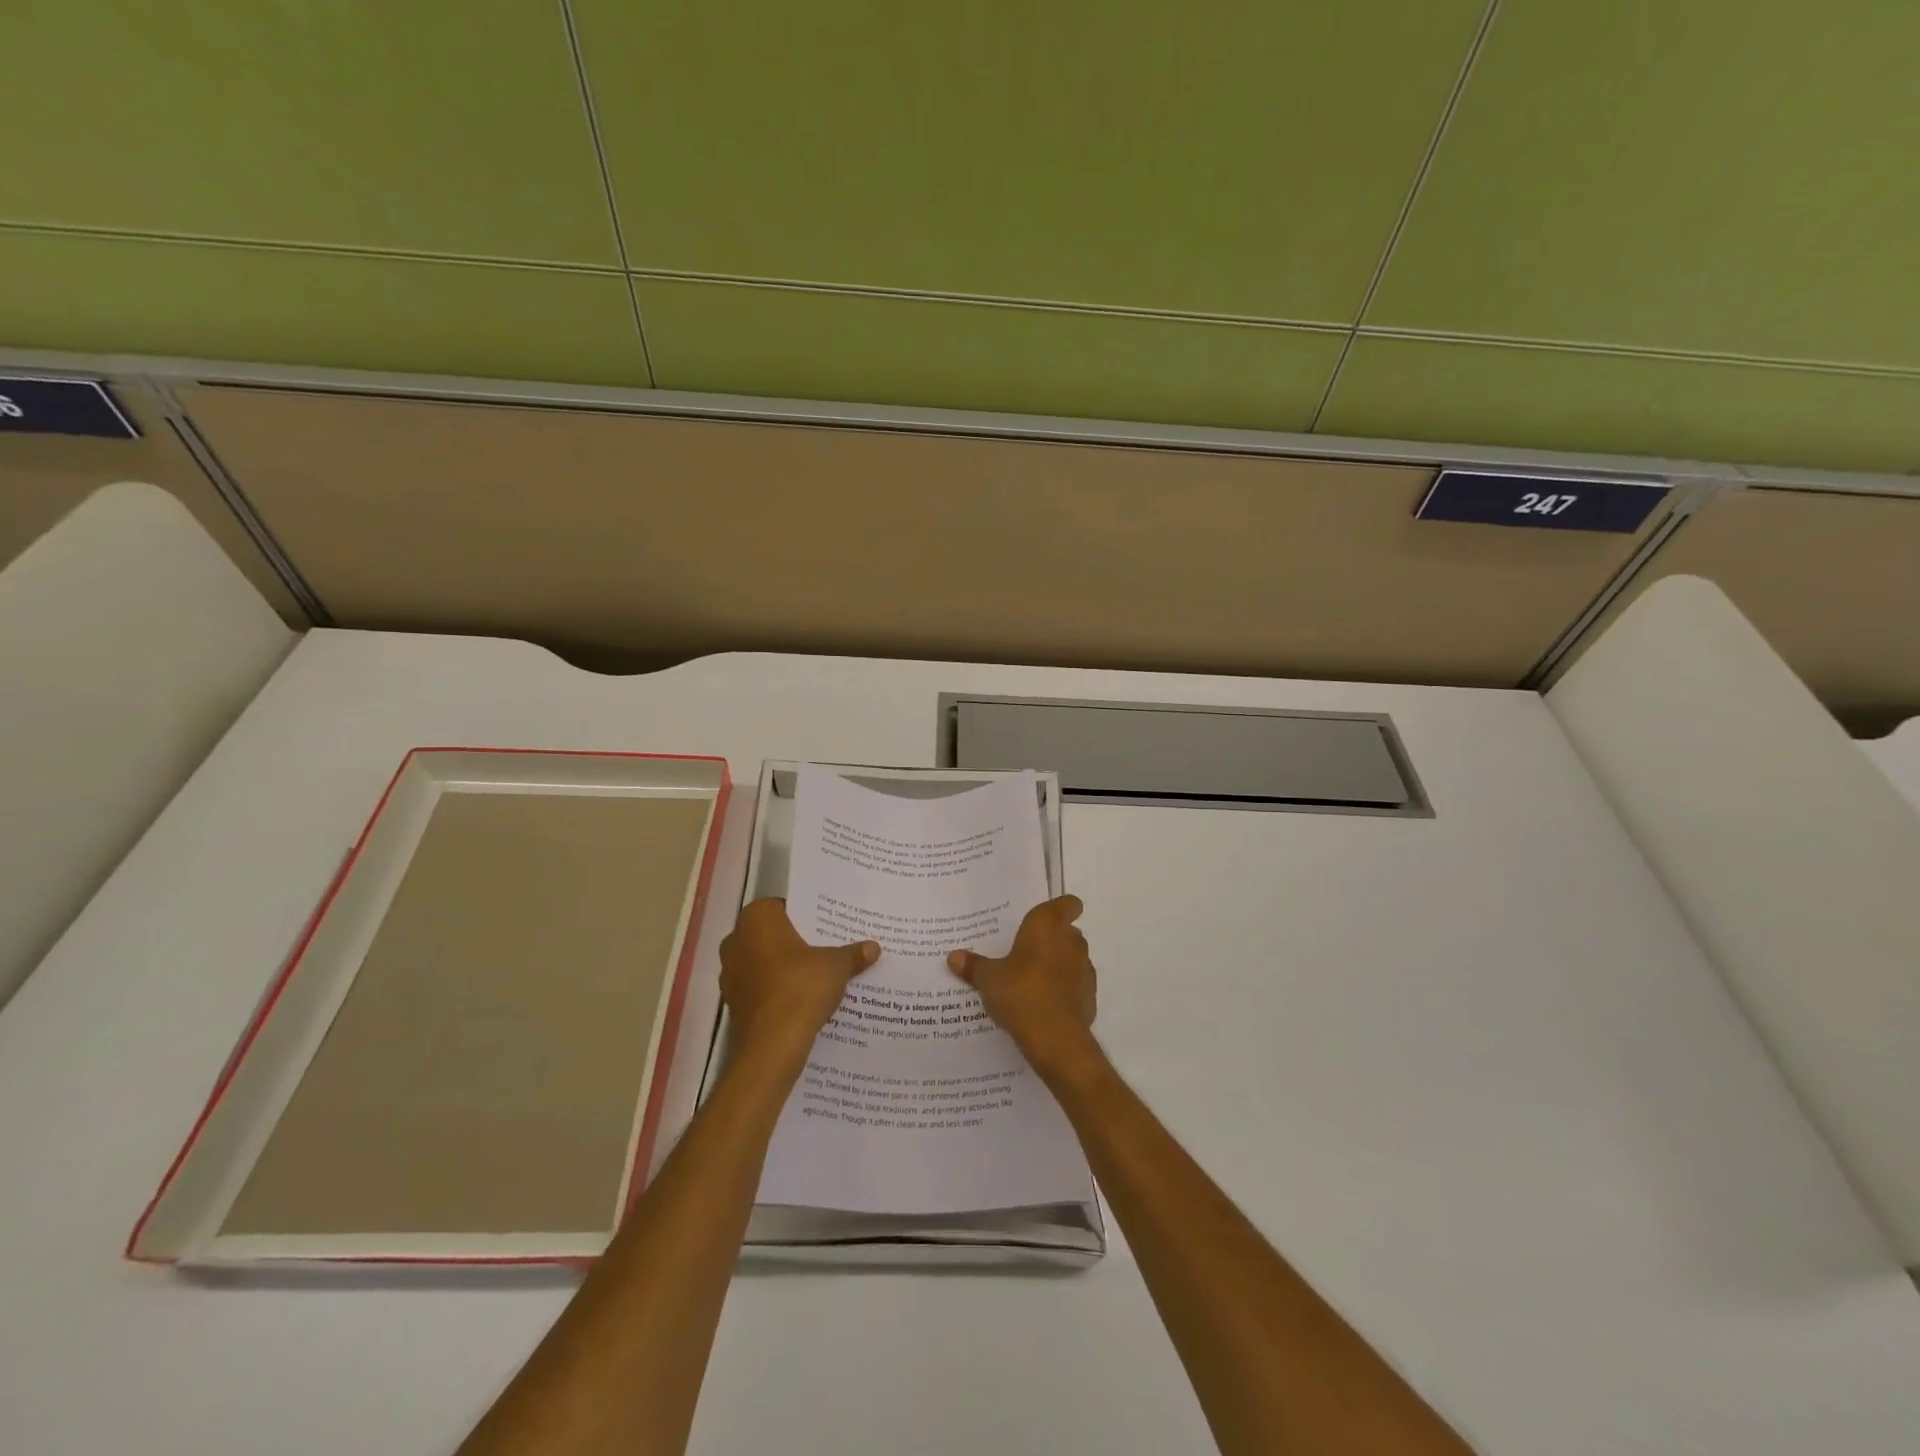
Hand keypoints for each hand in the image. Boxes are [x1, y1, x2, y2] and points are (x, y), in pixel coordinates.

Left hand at [721, 900, 878, 1064]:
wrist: (772, 1045)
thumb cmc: (801, 987)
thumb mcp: (836, 966)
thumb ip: (853, 954)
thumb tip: (873, 947)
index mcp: (756, 918)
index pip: (783, 906)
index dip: (806, 916)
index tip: (826, 926)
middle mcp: (736, 940)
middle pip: (772, 934)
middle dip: (795, 941)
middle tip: (826, 947)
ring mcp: (730, 973)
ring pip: (763, 961)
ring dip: (784, 967)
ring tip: (817, 975)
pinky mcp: (733, 1002)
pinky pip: (759, 986)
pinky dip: (776, 989)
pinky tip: (801, 999)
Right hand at [947, 895, 1098, 1075]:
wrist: (1054, 1036)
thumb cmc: (1020, 991)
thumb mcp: (988, 978)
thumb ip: (973, 966)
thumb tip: (953, 957)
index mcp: (1048, 925)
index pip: (1068, 904)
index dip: (1061, 908)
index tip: (1045, 918)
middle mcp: (1071, 941)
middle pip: (1068, 932)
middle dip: (1051, 940)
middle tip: (1025, 953)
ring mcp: (1085, 970)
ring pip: (1073, 959)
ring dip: (1059, 966)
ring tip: (1033, 981)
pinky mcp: (1090, 997)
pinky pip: (1076, 987)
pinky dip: (1065, 991)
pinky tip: (1044, 1006)